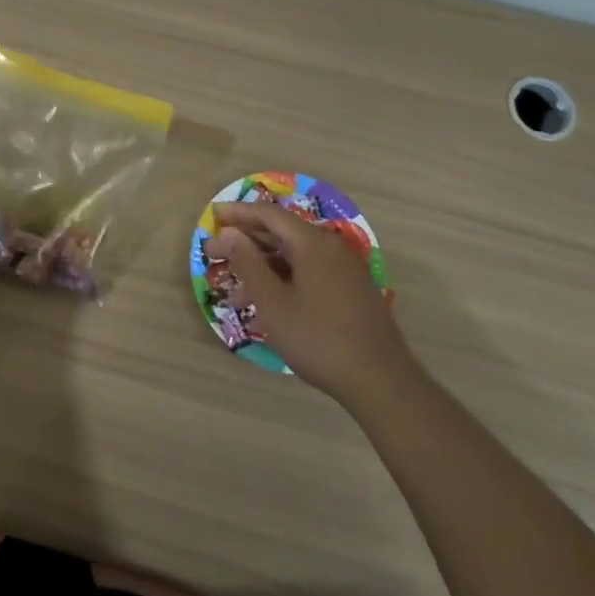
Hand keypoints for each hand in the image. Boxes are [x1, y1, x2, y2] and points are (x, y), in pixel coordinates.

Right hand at [204, 201, 412, 404]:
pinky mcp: (351, 291)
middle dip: (246, 242)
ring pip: (294, 257)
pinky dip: (284, 280)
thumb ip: (248, 264)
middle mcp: (331, 247)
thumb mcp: (273, 303)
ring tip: (235, 293)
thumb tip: (230, 233)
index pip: (269, 214)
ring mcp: (344, 270)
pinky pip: (309, 273)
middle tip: (215, 255)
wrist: (381, 382)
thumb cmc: (319, 339)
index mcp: (312, 243)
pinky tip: (268, 306)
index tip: (212, 216)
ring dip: (263, 268)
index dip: (238, 213)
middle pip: (281, 233)